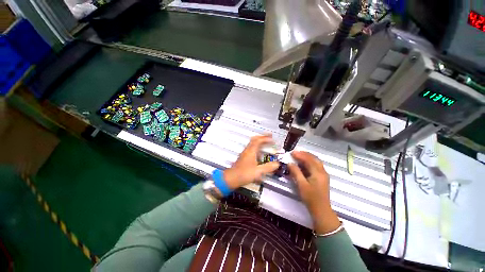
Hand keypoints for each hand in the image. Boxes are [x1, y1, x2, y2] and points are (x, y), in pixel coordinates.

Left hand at [223, 135, 279, 189]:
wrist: (232, 178)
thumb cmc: (244, 174)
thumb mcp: (258, 171)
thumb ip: (268, 167)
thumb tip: (277, 164)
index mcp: (251, 151)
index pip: (258, 141)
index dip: (265, 138)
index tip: (272, 138)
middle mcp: (247, 150)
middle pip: (254, 139)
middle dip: (262, 137)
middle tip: (269, 137)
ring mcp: (245, 153)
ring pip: (252, 144)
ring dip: (260, 142)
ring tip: (266, 143)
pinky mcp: (244, 157)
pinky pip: (251, 149)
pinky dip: (257, 148)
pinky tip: (260, 154)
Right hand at [288, 151, 340, 234]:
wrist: (321, 209)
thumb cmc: (311, 197)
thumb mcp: (301, 185)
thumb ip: (295, 172)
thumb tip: (290, 163)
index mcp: (318, 173)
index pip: (309, 159)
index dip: (300, 155)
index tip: (292, 153)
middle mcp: (322, 171)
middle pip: (314, 158)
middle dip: (304, 154)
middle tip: (295, 153)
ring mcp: (323, 174)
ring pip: (316, 161)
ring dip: (307, 157)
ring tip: (298, 156)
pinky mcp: (322, 177)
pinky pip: (316, 166)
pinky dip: (309, 162)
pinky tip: (303, 164)